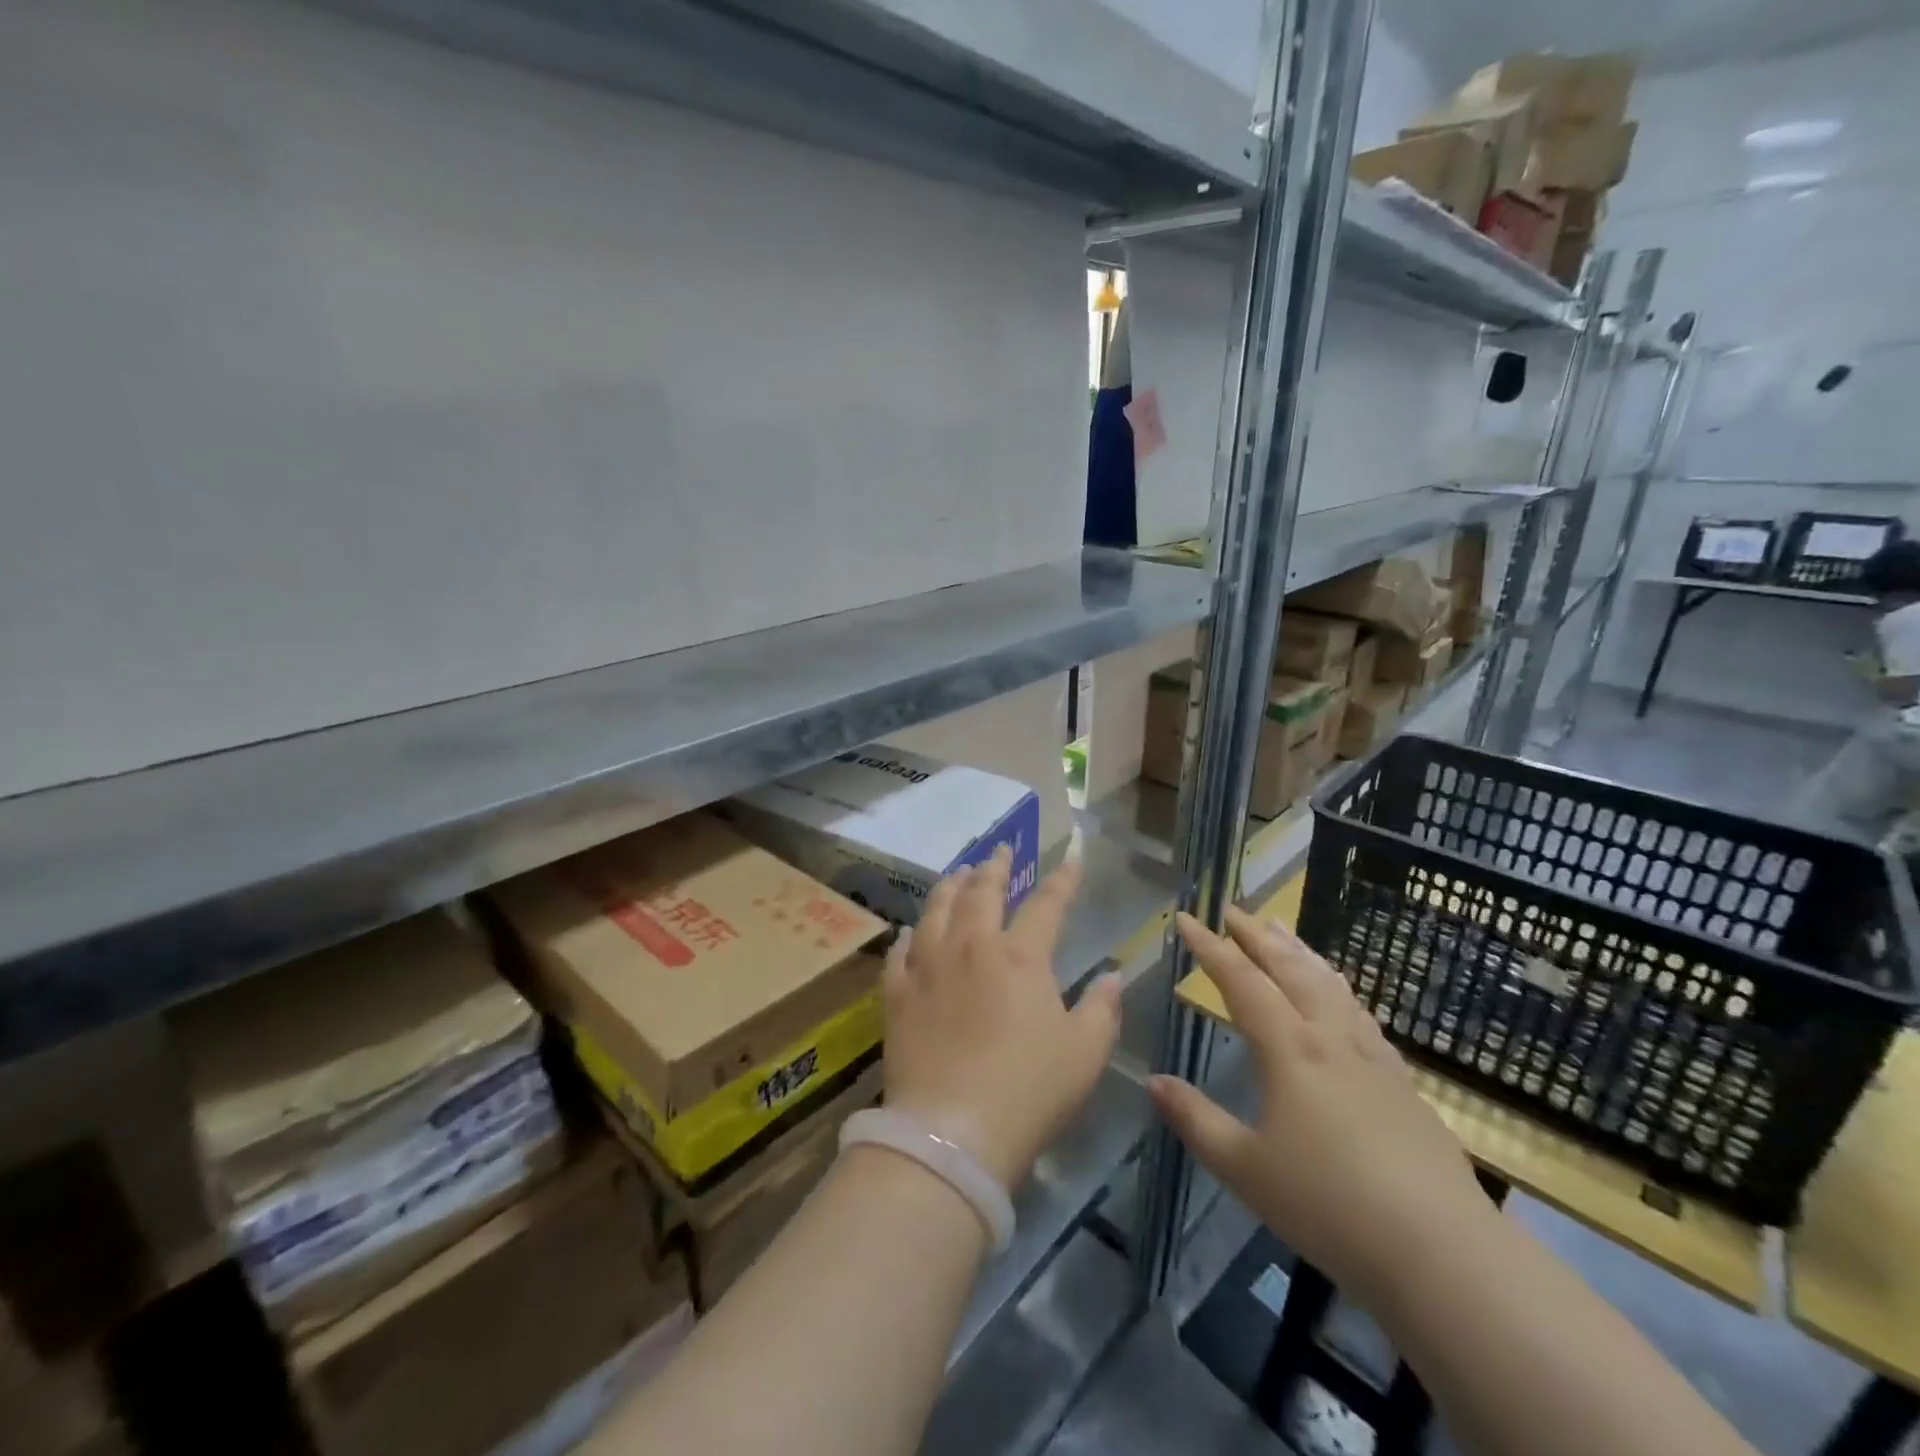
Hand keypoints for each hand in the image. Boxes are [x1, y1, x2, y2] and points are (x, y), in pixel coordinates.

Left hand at [882, 847, 1121, 1190]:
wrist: (951, 1133)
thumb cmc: (1029, 1091)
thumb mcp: (1085, 1053)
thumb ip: (1102, 1008)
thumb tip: (1112, 975)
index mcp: (1020, 956)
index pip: (1047, 904)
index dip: (1063, 879)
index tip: (1072, 858)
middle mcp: (971, 946)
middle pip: (981, 892)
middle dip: (995, 866)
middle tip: (1001, 850)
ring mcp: (928, 966)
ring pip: (937, 909)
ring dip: (951, 885)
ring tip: (958, 873)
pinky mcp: (897, 993)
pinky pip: (901, 951)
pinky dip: (910, 935)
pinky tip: (912, 931)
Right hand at [1150, 907, 1493, 1310]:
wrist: (1441, 1253)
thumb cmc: (1329, 1206)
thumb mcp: (1244, 1168)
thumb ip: (1195, 1119)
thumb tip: (1153, 1080)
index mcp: (1289, 1049)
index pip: (1241, 981)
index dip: (1210, 947)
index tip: (1186, 918)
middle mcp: (1330, 1038)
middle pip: (1290, 970)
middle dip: (1257, 937)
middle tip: (1234, 911)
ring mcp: (1373, 1058)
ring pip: (1331, 986)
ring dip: (1300, 953)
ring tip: (1282, 931)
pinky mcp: (1403, 1084)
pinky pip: (1361, 1015)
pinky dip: (1339, 989)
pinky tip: (1340, 997)